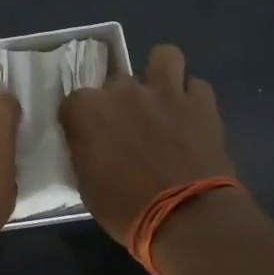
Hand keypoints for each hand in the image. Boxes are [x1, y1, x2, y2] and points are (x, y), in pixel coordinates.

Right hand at [58, 43, 247, 244]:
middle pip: (115, 82)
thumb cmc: (125, 209)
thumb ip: (85, 152)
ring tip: (162, 97)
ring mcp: (164, 91)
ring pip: (163, 56)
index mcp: (87, 111)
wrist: (186, 218)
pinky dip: (192, 98)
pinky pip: (196, 85)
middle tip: (127, 127)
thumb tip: (89, 145)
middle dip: (119, 100)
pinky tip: (190, 116)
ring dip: (160, 73)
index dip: (81, 120)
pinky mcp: (201, 102)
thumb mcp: (86, 186)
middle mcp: (123, 91)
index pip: (73, 101)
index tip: (87, 138)